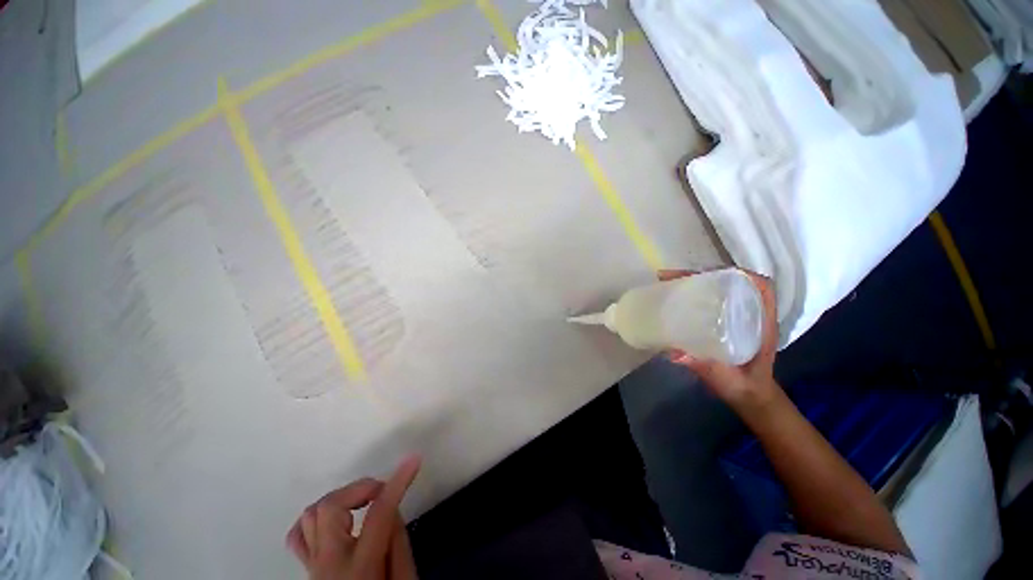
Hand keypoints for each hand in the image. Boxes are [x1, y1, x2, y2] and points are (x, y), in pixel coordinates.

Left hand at [287, 456, 421, 579]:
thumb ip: (398, 543)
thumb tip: (393, 508)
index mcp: (358, 569)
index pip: (378, 515)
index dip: (397, 483)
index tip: (413, 460)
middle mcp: (328, 564)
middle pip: (331, 507)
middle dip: (360, 487)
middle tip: (382, 489)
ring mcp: (311, 565)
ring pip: (312, 515)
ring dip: (340, 499)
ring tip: (363, 501)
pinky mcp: (306, 568)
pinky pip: (299, 535)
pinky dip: (316, 518)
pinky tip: (335, 518)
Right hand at [660, 269, 782, 416]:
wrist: (750, 398)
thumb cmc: (746, 388)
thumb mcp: (728, 380)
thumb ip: (707, 367)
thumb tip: (675, 353)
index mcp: (762, 325)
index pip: (761, 288)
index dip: (739, 274)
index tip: (710, 273)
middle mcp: (752, 316)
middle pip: (734, 284)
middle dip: (705, 275)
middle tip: (675, 277)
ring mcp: (737, 318)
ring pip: (720, 290)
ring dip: (696, 282)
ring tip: (669, 282)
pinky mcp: (723, 324)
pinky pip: (711, 301)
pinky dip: (693, 295)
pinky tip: (675, 299)